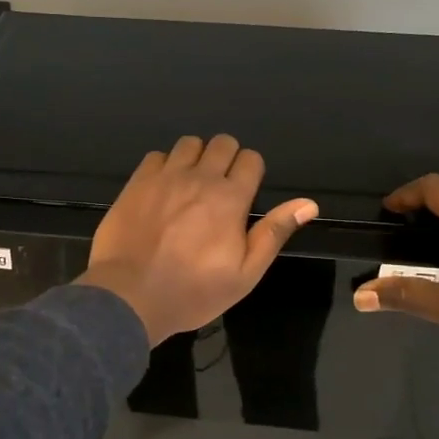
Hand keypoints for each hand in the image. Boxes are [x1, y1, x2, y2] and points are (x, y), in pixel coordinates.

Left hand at [77, 135, 318, 344]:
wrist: (129, 296)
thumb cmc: (193, 292)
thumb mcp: (245, 274)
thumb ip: (274, 233)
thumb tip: (308, 204)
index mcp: (230, 198)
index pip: (251, 159)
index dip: (251, 173)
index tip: (243, 196)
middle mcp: (199, 178)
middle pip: (222, 142)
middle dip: (226, 159)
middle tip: (219, 189)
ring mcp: (164, 177)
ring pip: (189, 143)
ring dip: (196, 158)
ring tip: (190, 186)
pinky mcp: (136, 182)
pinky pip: (157, 156)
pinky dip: (164, 166)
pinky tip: (162, 190)